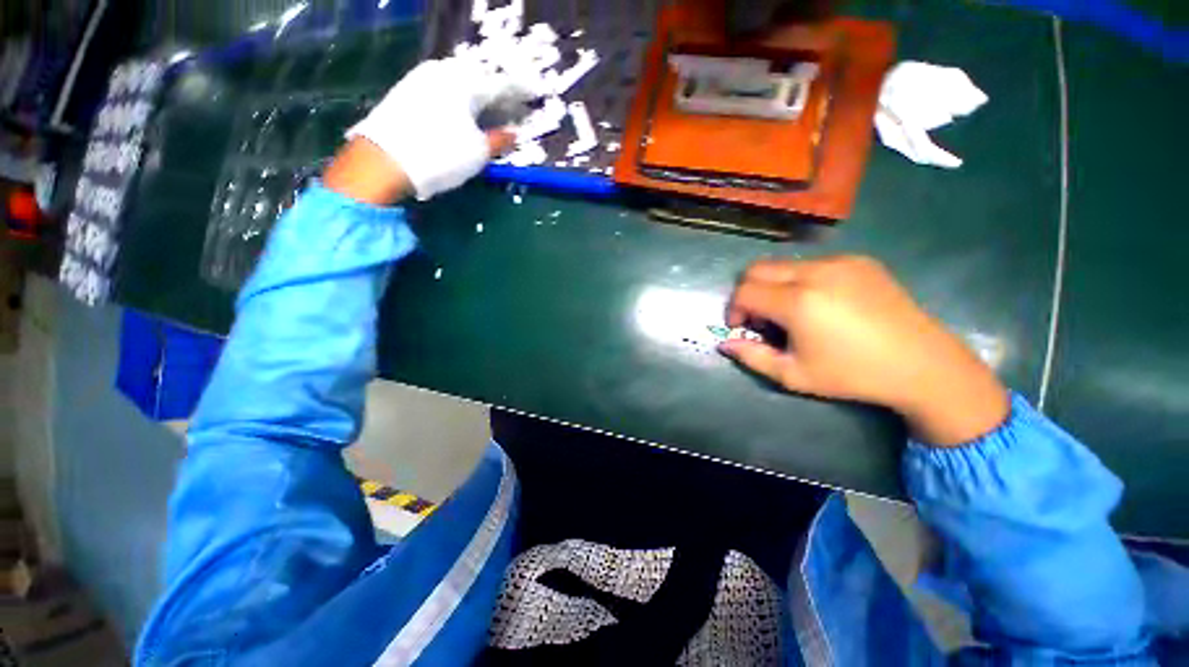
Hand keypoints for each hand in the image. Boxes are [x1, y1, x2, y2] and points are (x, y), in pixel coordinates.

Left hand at [337, 57, 525, 203]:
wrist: (383, 161)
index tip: (532, 95)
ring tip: (487, 110)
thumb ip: (499, 141)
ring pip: (458, 82)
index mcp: (465, 82)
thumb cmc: (440, 156)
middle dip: (496, 93)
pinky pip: (441, 88)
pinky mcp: (406, 91)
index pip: (500, 85)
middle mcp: (442, 71)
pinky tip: (461, 112)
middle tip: (509, 106)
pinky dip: (456, 98)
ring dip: (476, 95)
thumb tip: (512, 134)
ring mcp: (421, 78)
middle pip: (478, 79)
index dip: (519, 92)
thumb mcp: (478, 153)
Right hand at [722, 255, 1009, 445]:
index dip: (734, 309)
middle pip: (757, 268)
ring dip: (773, 286)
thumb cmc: (853, 375)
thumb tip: (724, 344)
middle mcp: (815, 272)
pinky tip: (819, 304)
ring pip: (783, 264)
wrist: (923, 364)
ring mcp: (840, 262)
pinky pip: (812, 264)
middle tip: (760, 319)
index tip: (741, 328)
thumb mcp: (794, 375)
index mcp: (798, 302)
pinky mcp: (859, 261)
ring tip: (790, 313)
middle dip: (748, 292)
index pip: (745, 292)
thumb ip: (752, 357)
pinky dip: (799, 280)